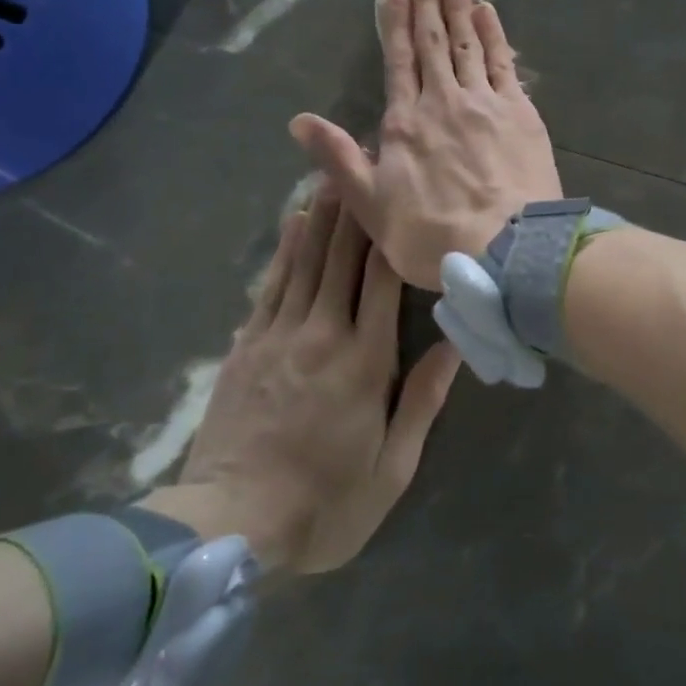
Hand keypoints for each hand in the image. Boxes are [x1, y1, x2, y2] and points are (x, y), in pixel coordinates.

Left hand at [138, 192, 459, 573]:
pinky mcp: (247, 346)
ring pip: (306, 262)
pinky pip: (271, 286)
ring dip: (322, 215)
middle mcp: (323, 335)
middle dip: (357, 206)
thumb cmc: (326, 503)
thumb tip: (456, 343)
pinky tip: (294, 224)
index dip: (393, 232)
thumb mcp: (392, 466)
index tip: (401, 191)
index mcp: (365, 363)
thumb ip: (423, 400)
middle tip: (367, 158)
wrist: (229, 526)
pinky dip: (285, 251)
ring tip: (336, 172)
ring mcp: (279, 337)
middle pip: (342, 258)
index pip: (385, 281)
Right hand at [290, 0, 561, 289]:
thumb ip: (338, 159)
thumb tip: (299, 120)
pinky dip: (495, 35)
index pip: (398, 61)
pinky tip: (488, 14)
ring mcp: (486, 103)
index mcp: (406, 122)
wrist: (506, 249)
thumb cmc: (433, 235)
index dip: (395, 22)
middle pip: (434, 43)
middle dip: (428, 2)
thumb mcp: (371, 206)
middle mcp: (444, 101)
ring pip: (468, 44)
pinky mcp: (522, 113)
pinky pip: (504, 63)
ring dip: (460, 7)